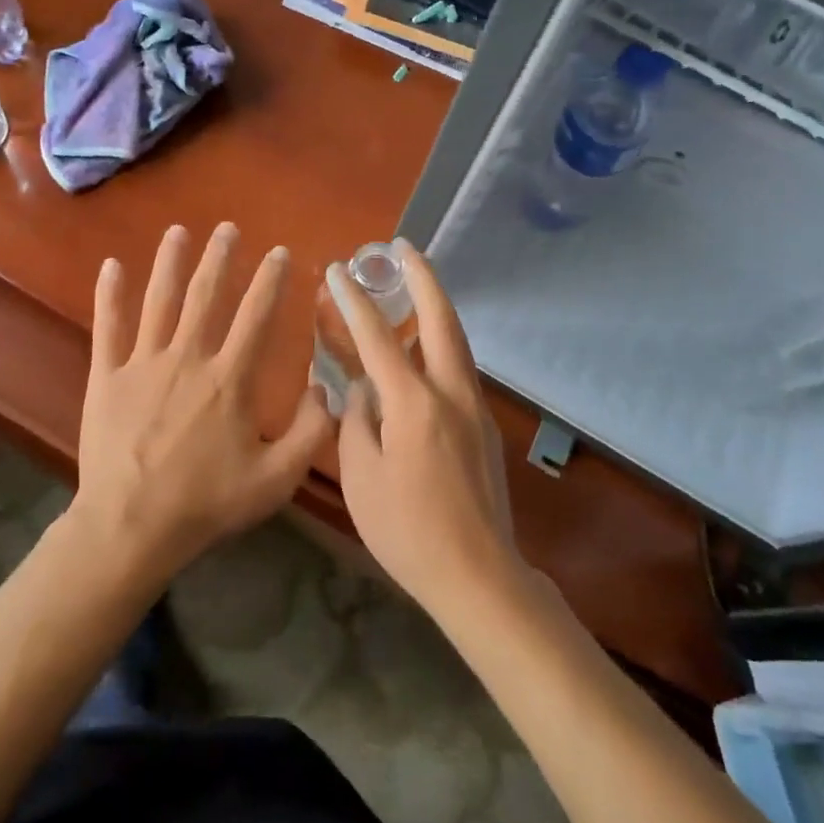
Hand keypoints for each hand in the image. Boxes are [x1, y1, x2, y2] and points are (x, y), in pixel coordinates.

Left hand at [68, 222, 332, 587]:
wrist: (131, 527)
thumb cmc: (207, 503)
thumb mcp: (276, 479)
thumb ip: (311, 433)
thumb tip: (325, 389)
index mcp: (230, 379)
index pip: (256, 316)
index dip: (270, 281)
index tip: (279, 252)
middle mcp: (188, 358)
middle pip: (206, 296)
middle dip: (220, 258)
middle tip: (227, 228)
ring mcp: (143, 363)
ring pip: (159, 301)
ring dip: (170, 263)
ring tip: (179, 232)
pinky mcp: (107, 376)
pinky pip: (108, 327)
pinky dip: (109, 295)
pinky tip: (111, 265)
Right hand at [330, 240, 524, 619]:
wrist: (478, 573)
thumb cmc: (407, 530)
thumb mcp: (361, 476)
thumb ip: (357, 422)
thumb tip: (361, 390)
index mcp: (413, 403)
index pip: (377, 338)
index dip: (354, 301)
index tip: (339, 271)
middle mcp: (450, 392)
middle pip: (439, 318)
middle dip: (422, 278)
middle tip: (404, 249)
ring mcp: (474, 406)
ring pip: (456, 340)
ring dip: (435, 306)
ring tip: (415, 285)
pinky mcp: (484, 425)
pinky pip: (459, 366)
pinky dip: (442, 341)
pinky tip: (426, 348)